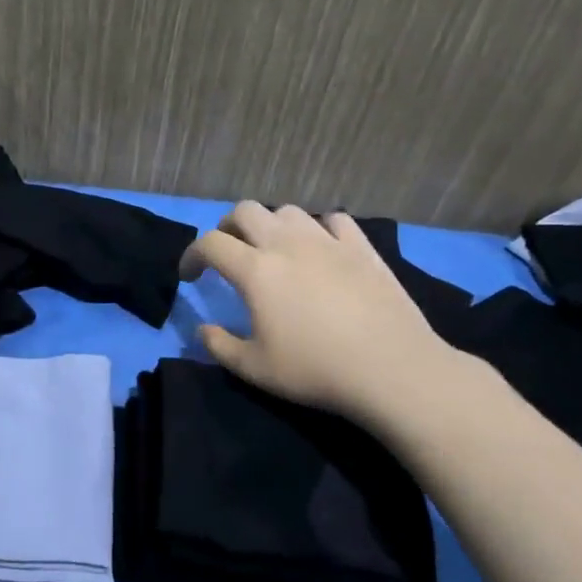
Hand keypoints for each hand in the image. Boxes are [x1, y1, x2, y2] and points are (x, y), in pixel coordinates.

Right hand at [180, 202, 470, 424]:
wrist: (391, 368)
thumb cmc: (315, 370)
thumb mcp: (254, 369)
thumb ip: (219, 346)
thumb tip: (203, 329)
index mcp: (255, 270)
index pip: (210, 244)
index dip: (192, 255)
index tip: (190, 276)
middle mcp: (287, 244)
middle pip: (245, 211)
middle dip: (227, 227)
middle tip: (228, 252)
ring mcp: (327, 241)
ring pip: (288, 211)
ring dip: (272, 224)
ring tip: (274, 250)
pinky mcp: (362, 248)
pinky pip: (334, 220)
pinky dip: (319, 228)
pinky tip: (322, 248)